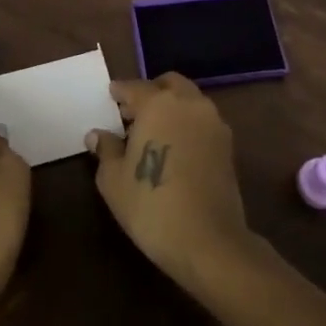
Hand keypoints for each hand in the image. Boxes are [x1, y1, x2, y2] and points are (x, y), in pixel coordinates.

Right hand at [87, 73, 252, 295]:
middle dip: (151, 92)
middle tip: (132, 113)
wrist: (208, 241)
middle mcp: (189, 104)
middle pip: (169, 84)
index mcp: (158, 104)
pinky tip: (174, 148)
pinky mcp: (228, 145)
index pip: (134, 87)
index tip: (111, 96)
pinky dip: (187, 124)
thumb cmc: (151, 205)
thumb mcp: (114, 180)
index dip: (120, 92)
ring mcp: (214, 123)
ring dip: (172, 107)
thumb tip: (97, 134)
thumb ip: (106, 149)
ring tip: (153, 132)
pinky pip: (202, 122)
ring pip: (190, 101)